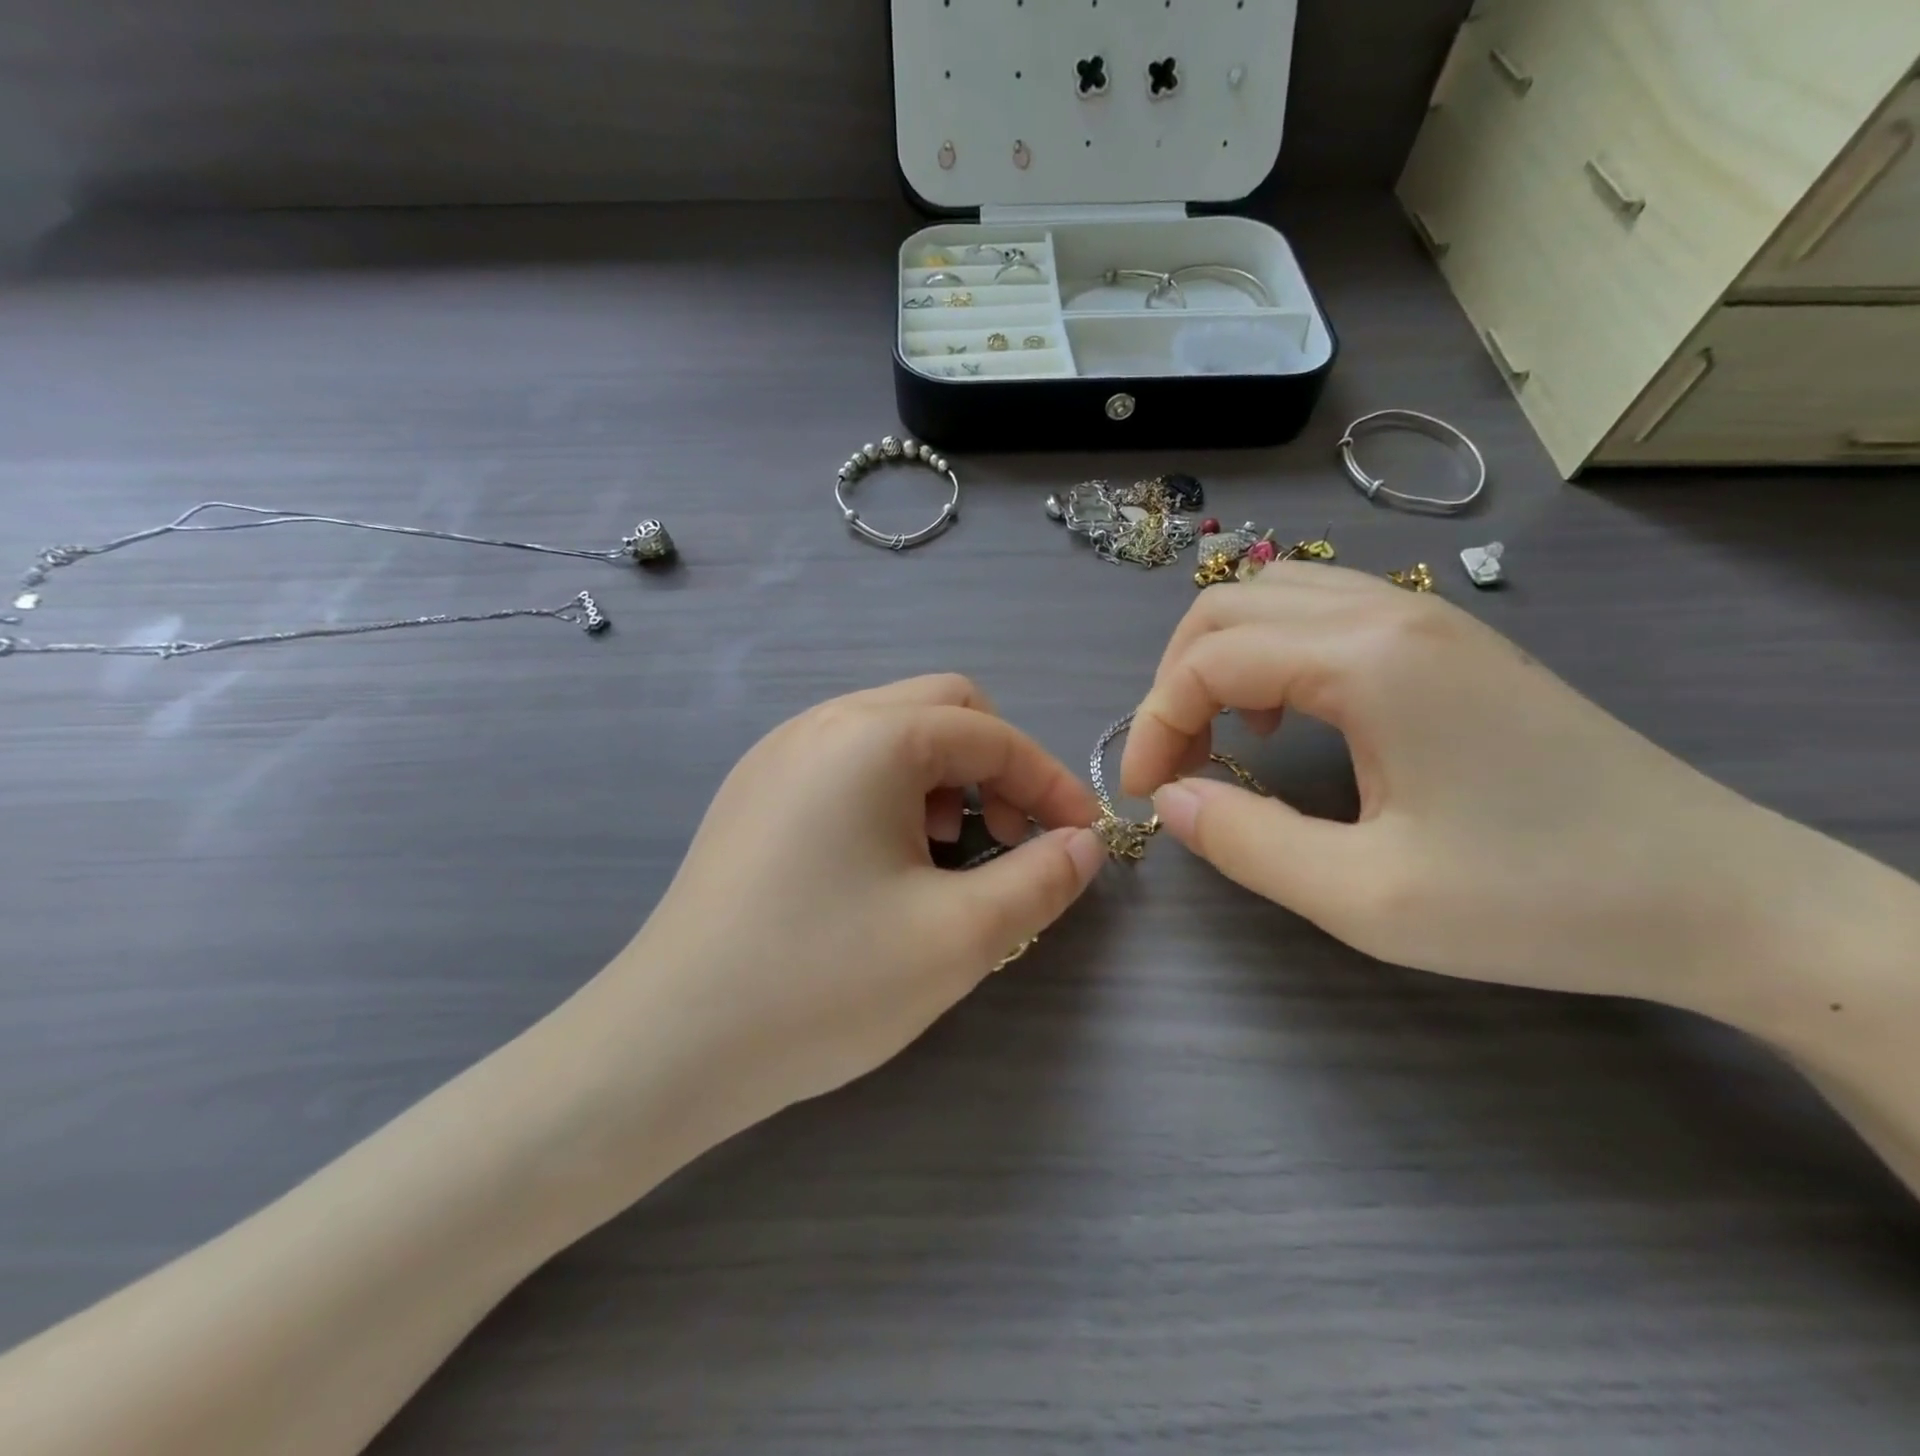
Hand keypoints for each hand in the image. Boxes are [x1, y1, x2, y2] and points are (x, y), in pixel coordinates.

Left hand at [573, 675, 1103, 1155]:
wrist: (668, 1044)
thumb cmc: (823, 983)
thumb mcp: (957, 937)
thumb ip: (1039, 880)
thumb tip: (1084, 844)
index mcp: (872, 738)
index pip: (992, 735)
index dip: (1051, 782)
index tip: (1083, 838)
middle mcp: (822, 723)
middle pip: (943, 708)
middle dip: (996, 765)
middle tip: (1011, 836)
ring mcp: (778, 754)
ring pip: (892, 731)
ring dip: (943, 776)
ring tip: (944, 852)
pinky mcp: (754, 793)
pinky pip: (847, 761)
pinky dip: (892, 790)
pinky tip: (884, 860)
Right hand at [1121, 564, 1794, 1005]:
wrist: (1720, 897)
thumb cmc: (1539, 899)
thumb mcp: (1367, 898)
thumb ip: (1247, 843)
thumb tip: (1172, 798)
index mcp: (1367, 659)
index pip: (1208, 661)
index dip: (1153, 724)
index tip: (1145, 794)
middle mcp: (1390, 612)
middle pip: (1227, 604)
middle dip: (1175, 681)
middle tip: (1177, 761)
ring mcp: (1426, 617)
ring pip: (1274, 595)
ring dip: (1222, 658)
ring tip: (1227, 737)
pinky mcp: (1448, 641)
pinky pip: (1323, 611)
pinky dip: (1273, 651)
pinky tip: (1292, 716)